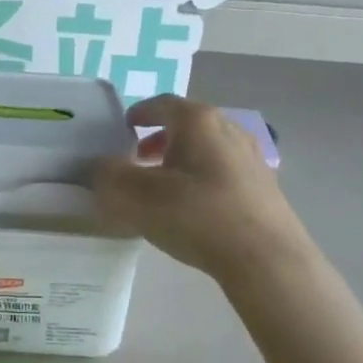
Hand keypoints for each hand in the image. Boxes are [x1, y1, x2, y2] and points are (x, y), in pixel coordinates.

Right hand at [94, 96, 307, 286]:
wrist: (265, 258)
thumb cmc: (196, 215)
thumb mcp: (136, 196)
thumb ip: (108, 175)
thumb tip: (97, 165)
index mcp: (197, 121)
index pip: (162, 103)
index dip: (139, 113)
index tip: (123, 127)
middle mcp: (228, 129)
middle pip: (187, 125)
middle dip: (158, 138)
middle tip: (137, 159)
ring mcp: (251, 158)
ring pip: (206, 148)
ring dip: (180, 160)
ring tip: (162, 186)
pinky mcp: (264, 187)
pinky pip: (222, 171)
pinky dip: (201, 178)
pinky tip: (192, 208)